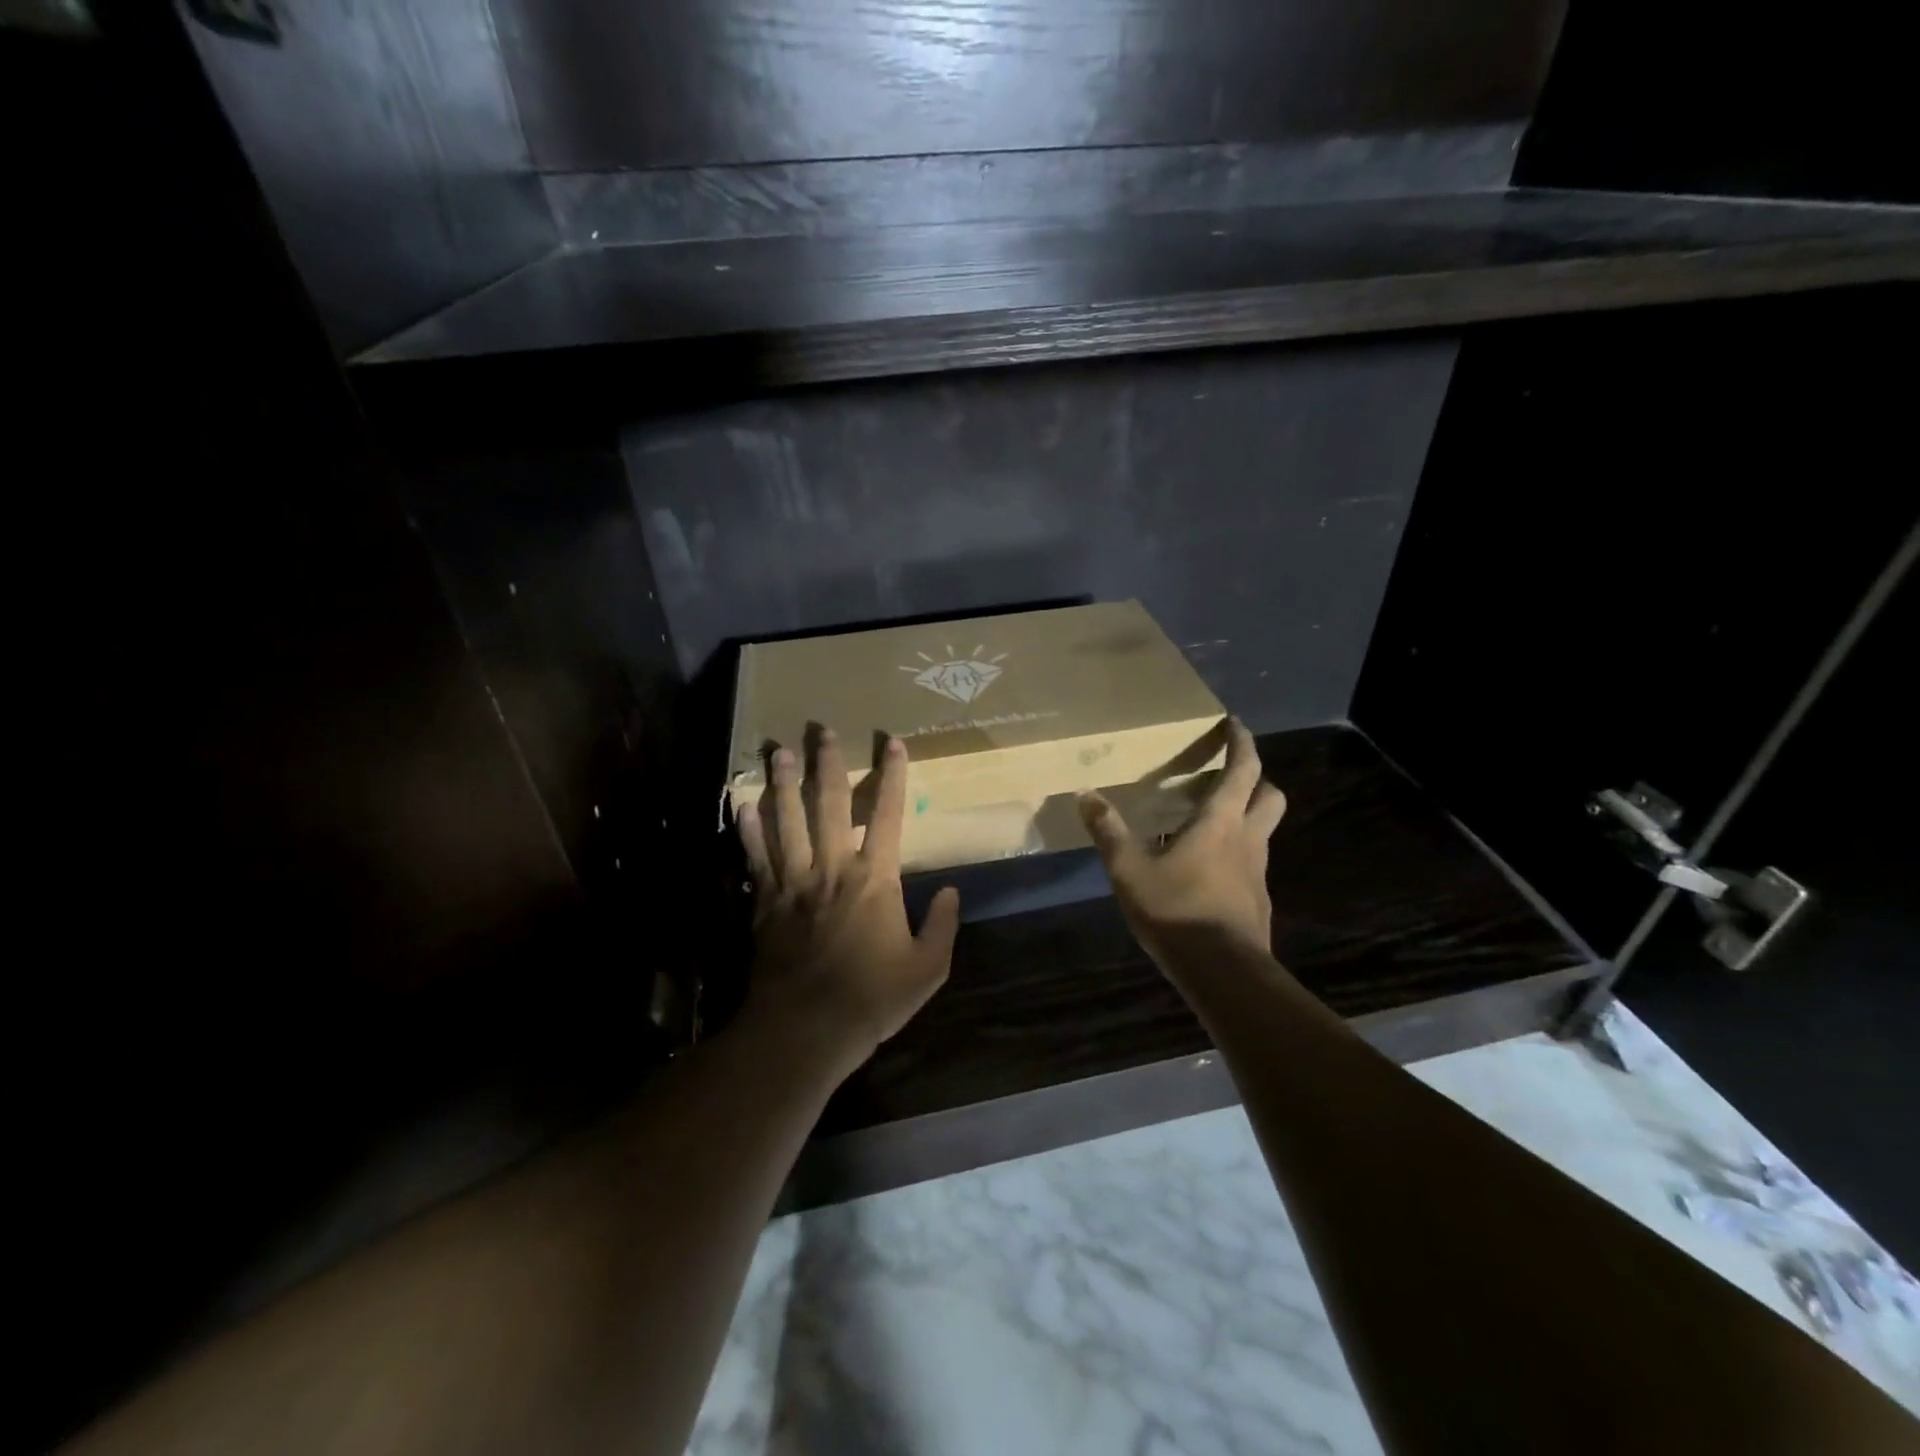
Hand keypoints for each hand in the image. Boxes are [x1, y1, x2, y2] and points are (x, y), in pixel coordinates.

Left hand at [737, 729, 960, 1080]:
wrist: (805, 1028)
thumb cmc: (871, 998)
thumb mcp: (927, 969)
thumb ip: (941, 926)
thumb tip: (949, 891)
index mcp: (875, 879)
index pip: (889, 815)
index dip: (893, 777)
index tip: (892, 743)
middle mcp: (832, 868)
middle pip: (830, 805)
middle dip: (828, 765)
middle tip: (822, 731)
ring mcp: (794, 883)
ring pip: (787, 821)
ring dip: (783, 784)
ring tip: (778, 751)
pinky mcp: (766, 902)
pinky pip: (756, 857)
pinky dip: (749, 831)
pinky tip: (742, 806)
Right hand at [1078, 718, 1286, 970]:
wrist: (1223, 972)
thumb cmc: (1177, 911)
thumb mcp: (1129, 869)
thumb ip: (1108, 831)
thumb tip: (1085, 794)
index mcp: (1220, 822)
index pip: (1243, 770)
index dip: (1242, 743)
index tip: (1235, 723)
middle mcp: (1247, 840)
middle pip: (1270, 796)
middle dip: (1257, 778)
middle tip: (1230, 776)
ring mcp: (1257, 872)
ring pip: (1264, 830)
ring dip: (1248, 816)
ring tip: (1212, 820)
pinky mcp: (1257, 900)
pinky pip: (1251, 863)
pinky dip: (1237, 853)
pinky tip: (1209, 869)